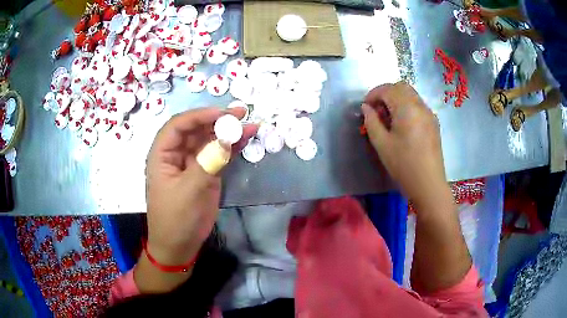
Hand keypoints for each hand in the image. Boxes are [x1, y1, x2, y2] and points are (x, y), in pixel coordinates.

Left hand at [145, 107, 256, 265]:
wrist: (180, 245)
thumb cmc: (175, 219)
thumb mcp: (188, 191)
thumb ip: (207, 164)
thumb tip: (227, 139)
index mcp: (162, 154)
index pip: (178, 126)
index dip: (199, 115)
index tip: (222, 113)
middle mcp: (176, 154)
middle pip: (196, 129)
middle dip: (217, 120)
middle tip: (241, 114)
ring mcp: (193, 163)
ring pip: (209, 140)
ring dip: (228, 132)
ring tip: (249, 126)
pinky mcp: (206, 173)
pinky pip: (219, 155)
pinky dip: (232, 147)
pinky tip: (245, 140)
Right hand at [361, 82, 447, 209]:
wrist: (428, 184)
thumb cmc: (404, 165)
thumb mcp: (381, 144)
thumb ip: (371, 121)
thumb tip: (366, 108)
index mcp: (407, 108)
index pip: (387, 89)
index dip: (373, 94)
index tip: (365, 107)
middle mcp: (420, 105)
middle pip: (401, 87)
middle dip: (385, 93)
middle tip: (376, 109)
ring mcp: (429, 114)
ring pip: (411, 95)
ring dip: (396, 99)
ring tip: (388, 118)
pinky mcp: (433, 123)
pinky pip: (418, 105)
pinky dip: (406, 106)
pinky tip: (402, 124)